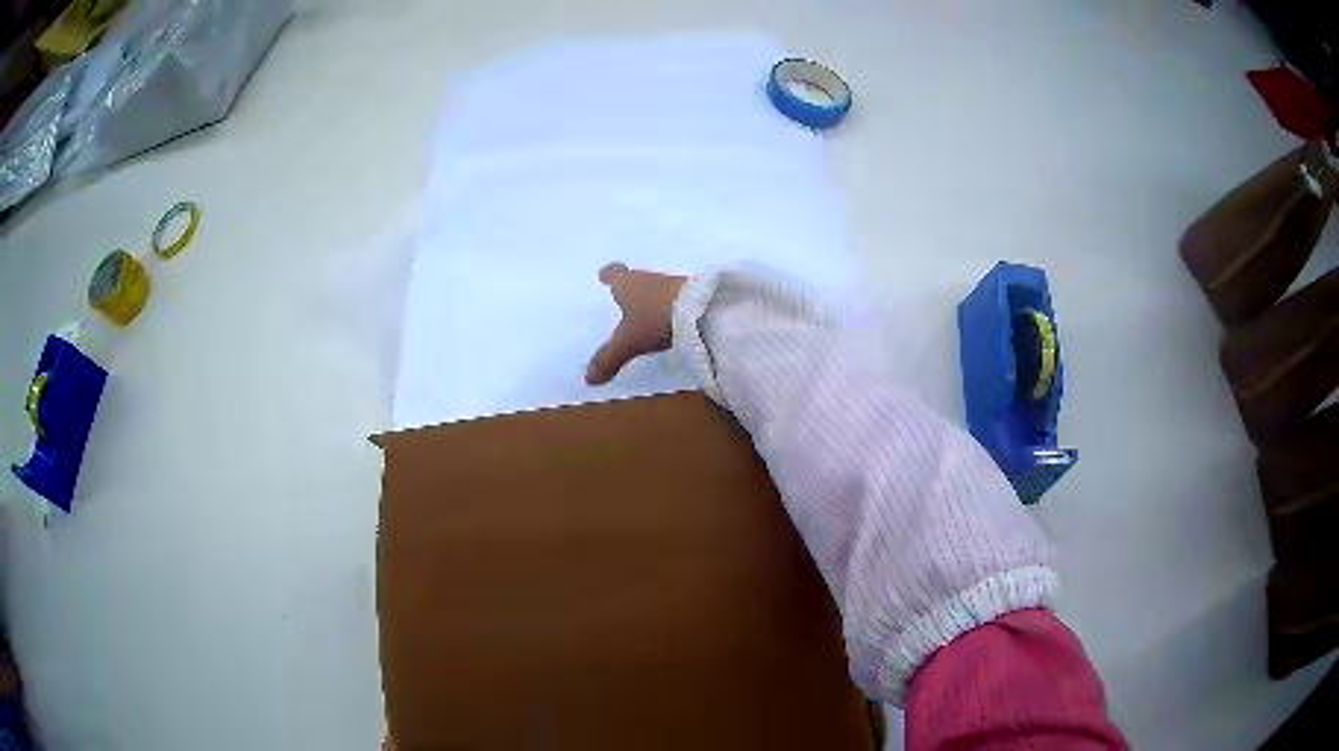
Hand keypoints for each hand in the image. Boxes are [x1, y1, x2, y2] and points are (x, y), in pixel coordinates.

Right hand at [586, 263, 687, 384]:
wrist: (701, 310)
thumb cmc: (655, 318)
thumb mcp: (629, 342)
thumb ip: (608, 359)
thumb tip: (589, 379)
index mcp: (628, 285)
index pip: (615, 274)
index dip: (609, 274)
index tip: (604, 274)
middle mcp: (649, 279)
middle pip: (636, 279)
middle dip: (631, 287)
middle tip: (625, 295)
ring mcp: (673, 285)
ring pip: (657, 288)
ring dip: (651, 297)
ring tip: (647, 309)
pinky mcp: (693, 295)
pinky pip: (675, 299)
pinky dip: (669, 306)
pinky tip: (670, 318)